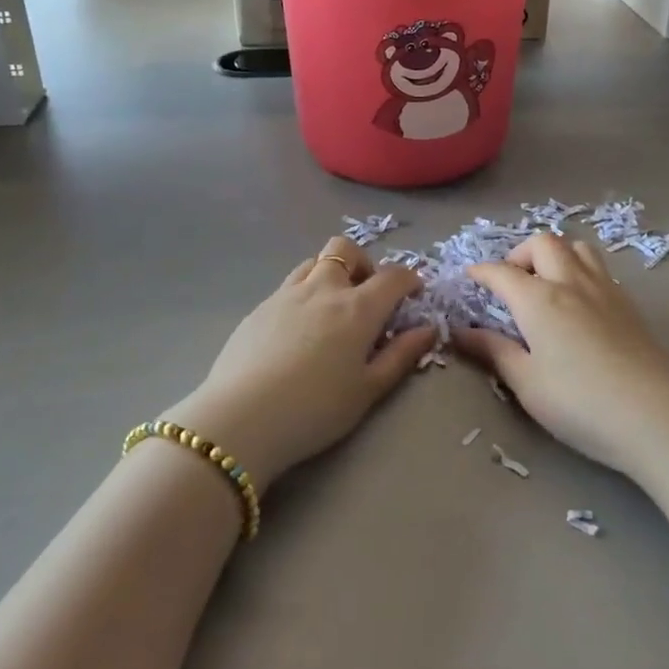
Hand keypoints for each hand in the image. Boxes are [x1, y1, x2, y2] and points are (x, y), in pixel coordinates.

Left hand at [164, 236, 434, 493]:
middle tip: (366, 295)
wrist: (241, 419)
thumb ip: (401, 356)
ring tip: (332, 308)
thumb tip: (427, 329)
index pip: (393, 276)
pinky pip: (288, 286)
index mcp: (357, 308)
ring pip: (313, 261)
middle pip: (346, 249)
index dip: (409, 280)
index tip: (413, 294)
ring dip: (330, 273)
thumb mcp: (368, 390)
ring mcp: (286, 294)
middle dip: (363, 263)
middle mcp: (323, 288)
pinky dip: (304, 294)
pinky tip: (297, 330)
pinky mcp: (259, 307)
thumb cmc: (315, 410)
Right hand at [453, 232, 668, 475]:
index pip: (502, 272)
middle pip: (543, 243)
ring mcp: (604, 290)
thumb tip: (461, 333)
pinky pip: (599, 268)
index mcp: (539, 299)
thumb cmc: (580, 403)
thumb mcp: (527, 383)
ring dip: (556, 255)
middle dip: (520, 254)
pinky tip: (579, 303)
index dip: (482, 271)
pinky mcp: (629, 305)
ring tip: (546, 284)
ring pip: (577, 247)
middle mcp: (570, 282)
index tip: (470, 277)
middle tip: (511, 282)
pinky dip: (580, 270)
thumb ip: (494, 352)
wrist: (656, 416)